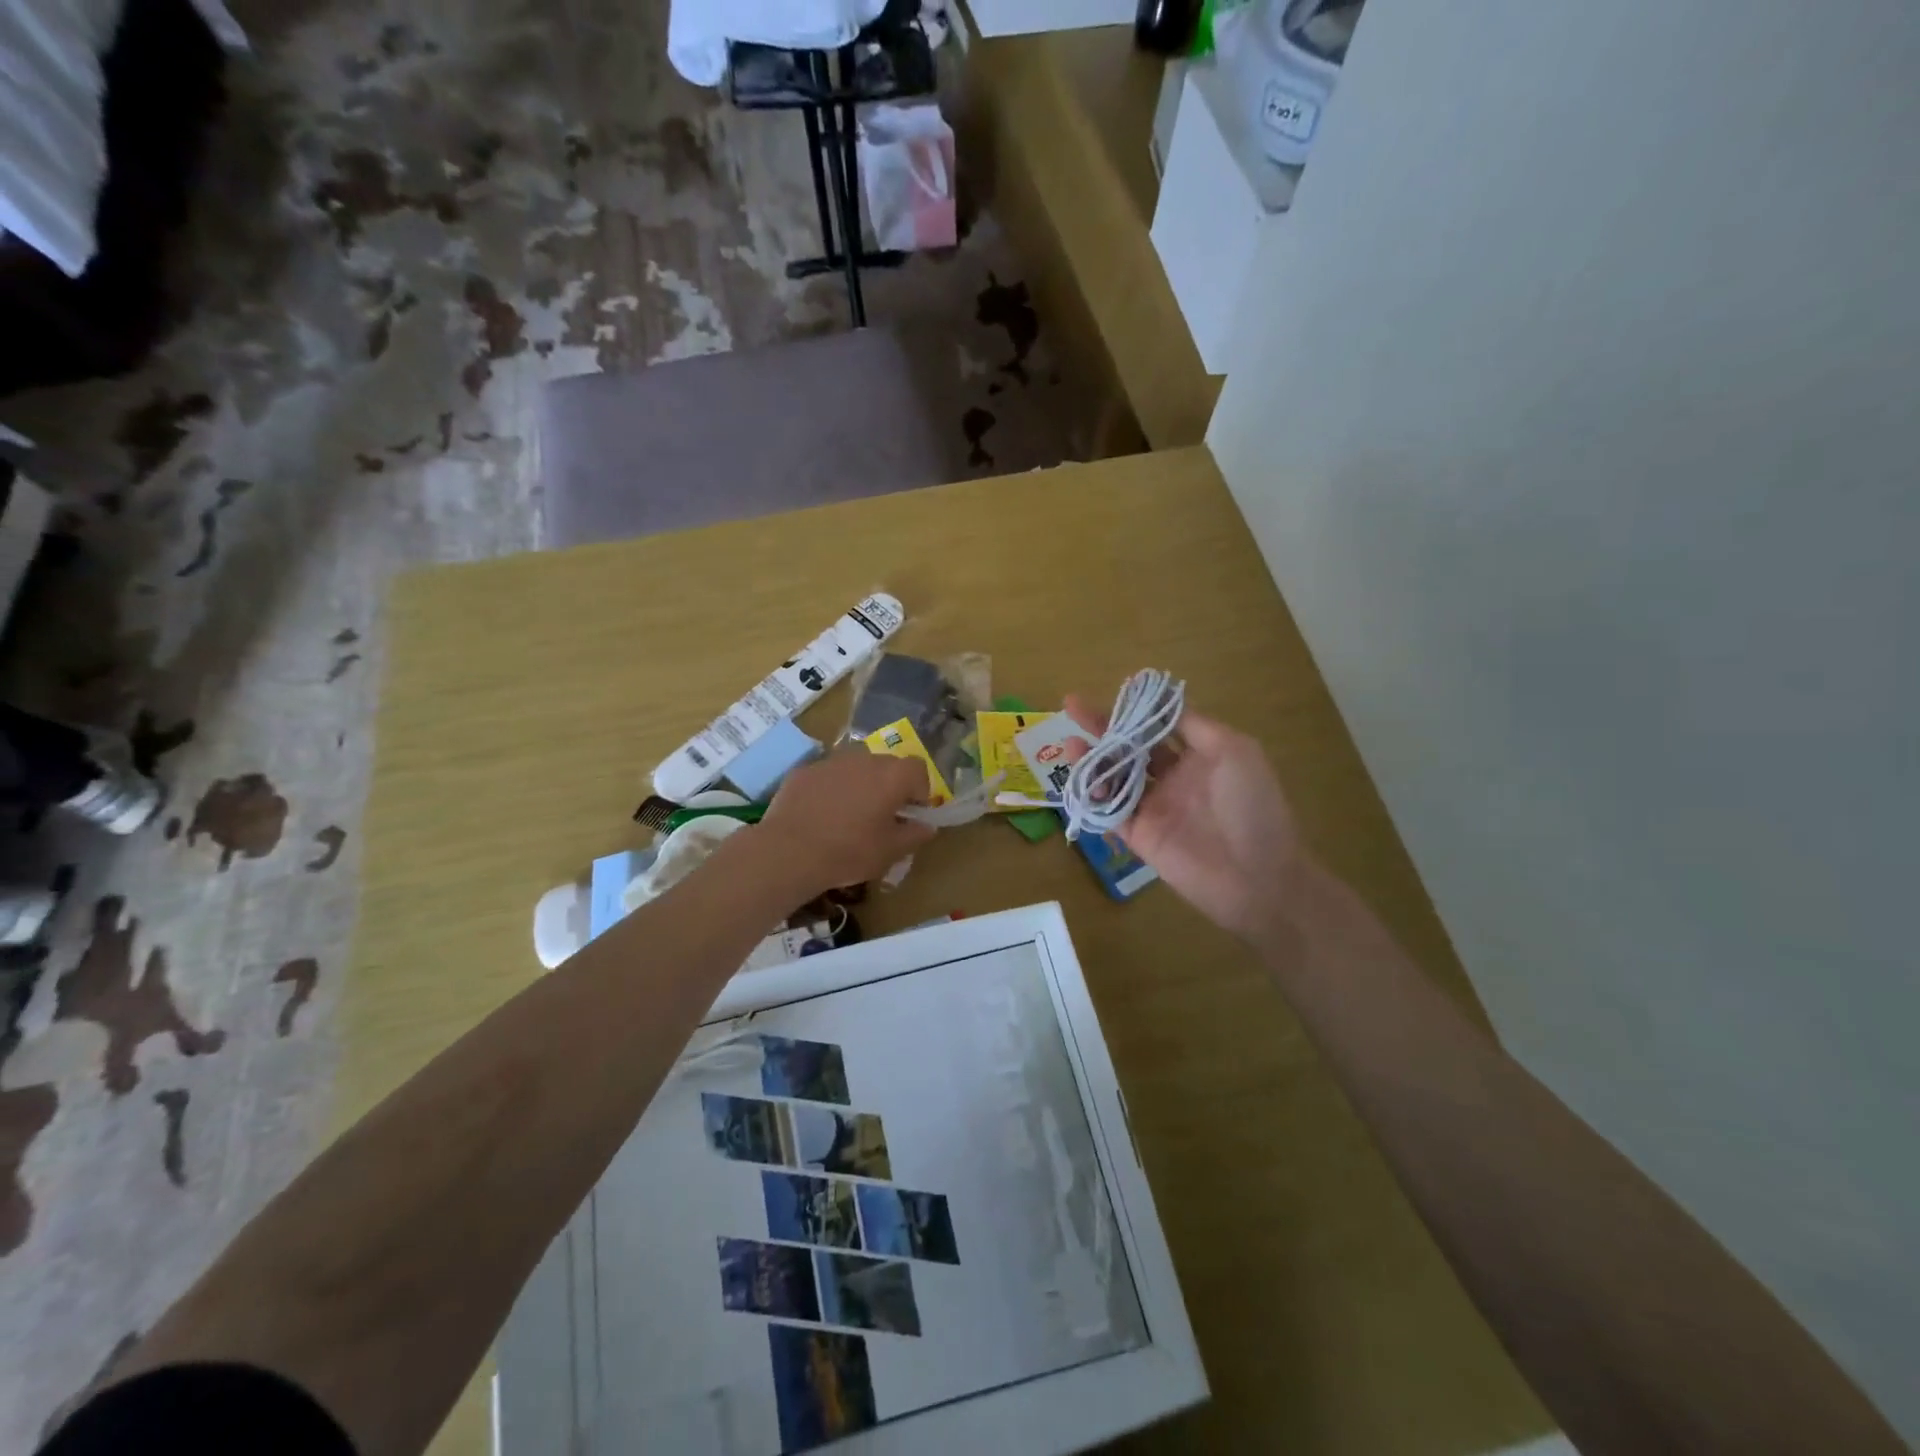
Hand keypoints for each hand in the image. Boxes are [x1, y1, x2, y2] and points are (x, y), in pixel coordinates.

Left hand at [755, 748, 936, 894]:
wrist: (789, 851)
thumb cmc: (849, 852)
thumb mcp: (890, 852)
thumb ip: (915, 835)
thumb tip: (927, 827)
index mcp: (892, 776)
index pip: (918, 770)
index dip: (919, 791)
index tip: (911, 814)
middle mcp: (864, 759)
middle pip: (887, 765)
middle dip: (890, 786)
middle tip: (882, 816)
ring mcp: (831, 761)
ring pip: (856, 768)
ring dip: (860, 785)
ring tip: (850, 815)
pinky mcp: (804, 770)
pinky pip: (828, 775)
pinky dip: (831, 789)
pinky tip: (821, 815)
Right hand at [1065, 694, 1308, 945]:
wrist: (1257, 876)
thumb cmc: (1253, 806)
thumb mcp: (1235, 750)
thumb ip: (1195, 726)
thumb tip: (1163, 702)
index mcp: (1199, 757)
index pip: (1159, 726)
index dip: (1137, 708)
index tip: (1114, 689)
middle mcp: (1173, 778)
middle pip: (1129, 746)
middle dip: (1102, 726)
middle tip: (1071, 705)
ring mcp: (1154, 807)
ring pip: (1113, 776)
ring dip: (1092, 758)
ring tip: (1070, 743)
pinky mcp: (1139, 835)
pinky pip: (1109, 810)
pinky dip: (1093, 794)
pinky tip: (1082, 778)